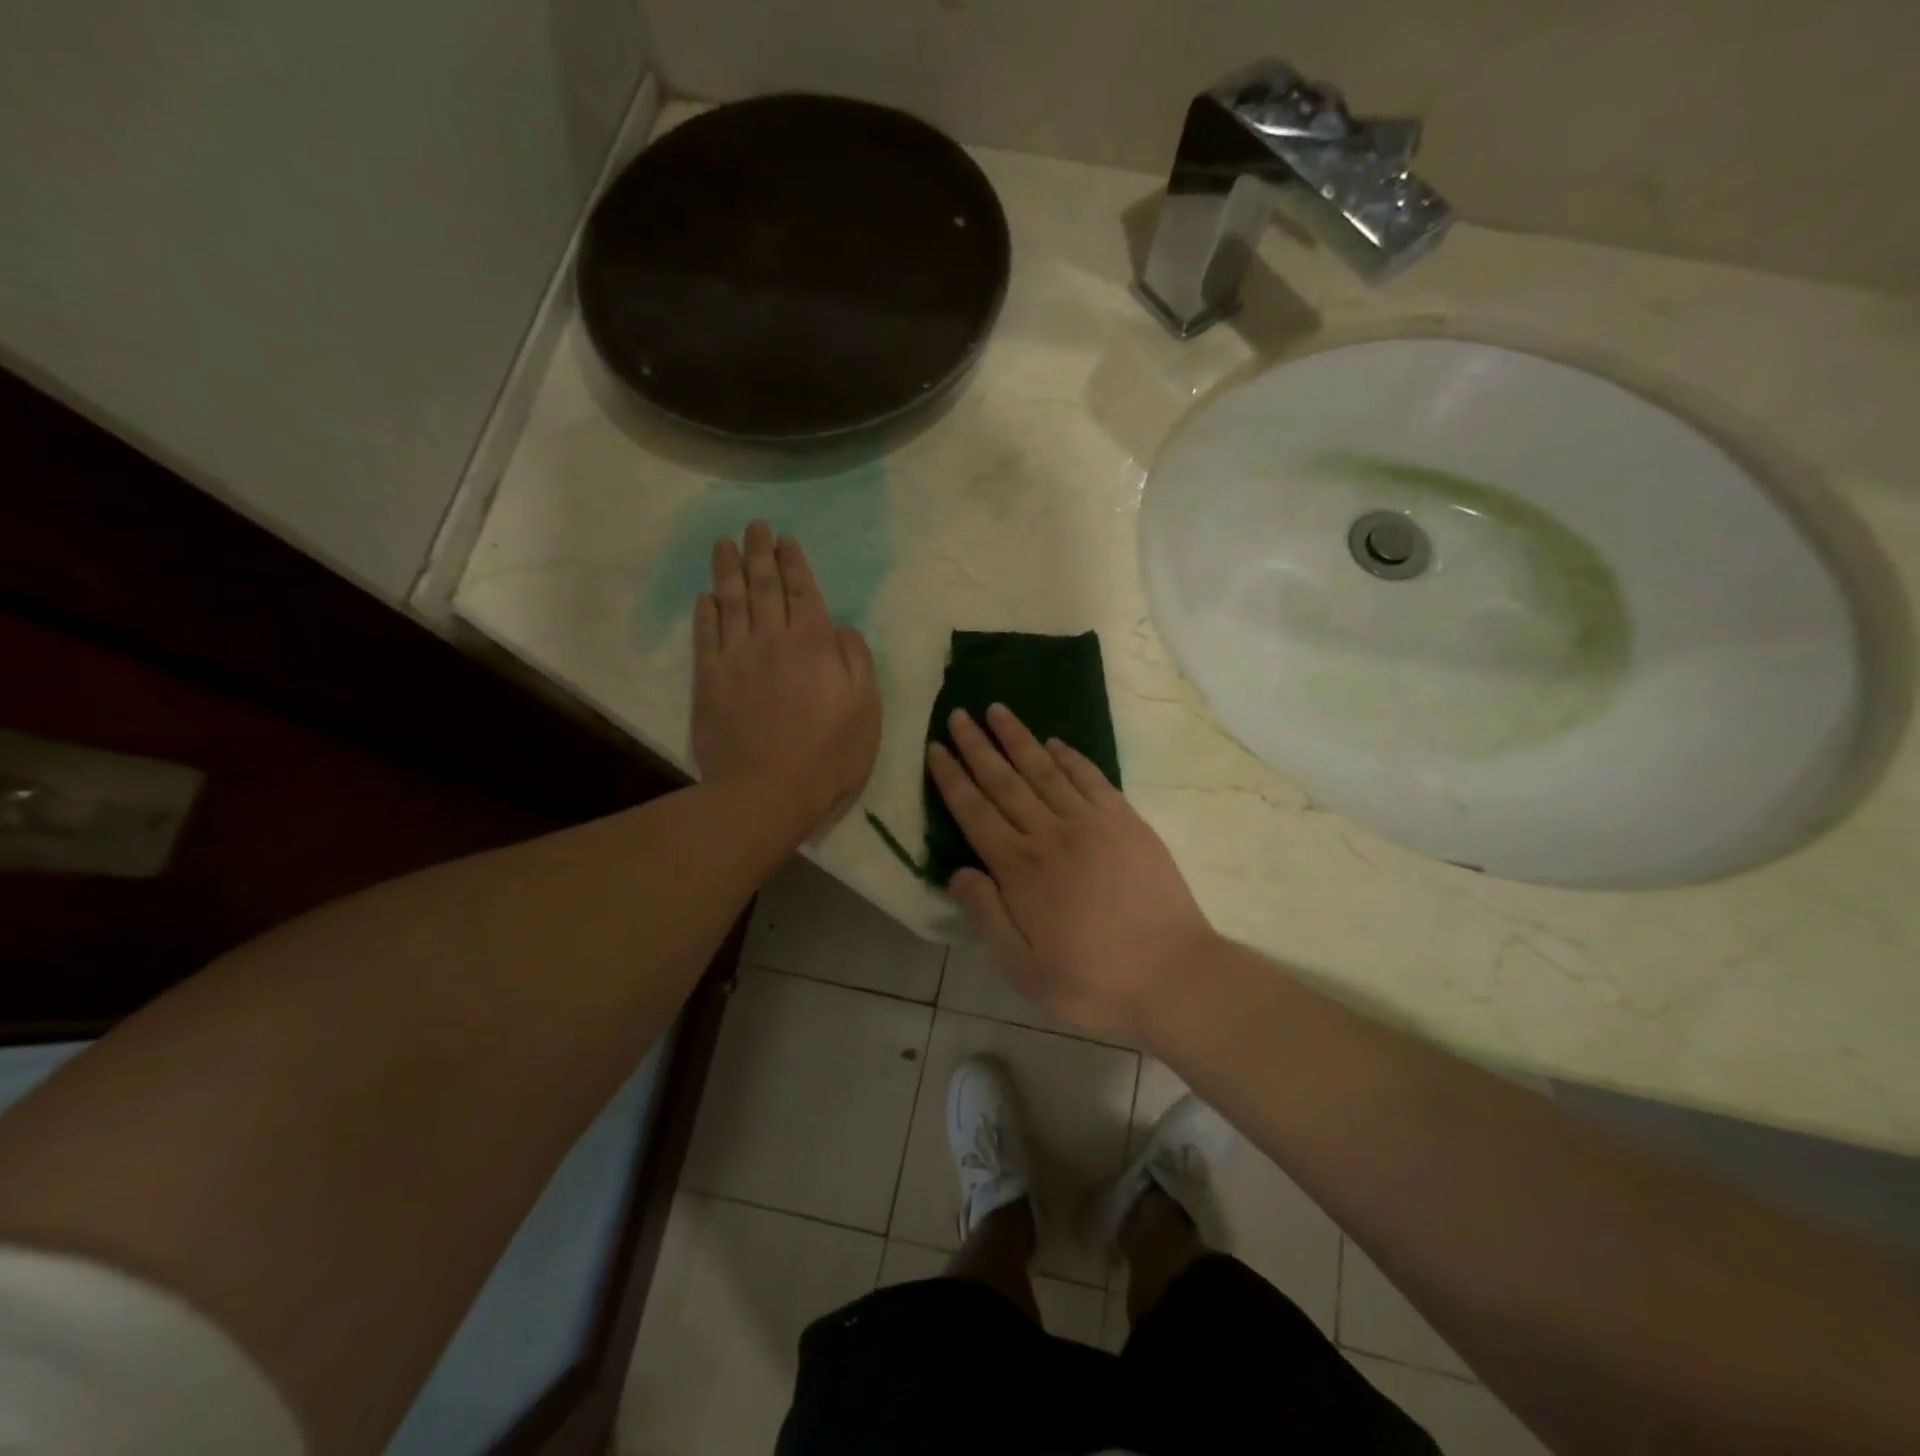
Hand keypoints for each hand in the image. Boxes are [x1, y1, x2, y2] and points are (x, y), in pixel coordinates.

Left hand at [692, 521, 880, 834]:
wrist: (767, 792)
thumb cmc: (829, 754)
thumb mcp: (867, 708)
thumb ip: (856, 660)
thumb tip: (839, 628)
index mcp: (814, 644)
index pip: (803, 591)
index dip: (794, 563)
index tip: (786, 539)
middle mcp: (772, 640)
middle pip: (764, 587)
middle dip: (760, 553)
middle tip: (754, 526)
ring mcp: (736, 658)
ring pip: (731, 602)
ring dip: (728, 570)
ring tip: (724, 544)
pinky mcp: (709, 681)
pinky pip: (706, 635)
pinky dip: (706, 612)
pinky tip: (706, 596)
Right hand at [926, 703, 1216, 1037]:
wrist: (1173, 974)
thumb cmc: (1092, 981)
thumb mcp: (1024, 969)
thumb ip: (987, 916)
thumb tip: (957, 872)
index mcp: (1020, 869)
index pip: (975, 812)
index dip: (953, 779)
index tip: (936, 747)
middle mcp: (1051, 834)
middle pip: (1005, 781)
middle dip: (978, 746)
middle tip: (960, 714)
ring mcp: (1092, 822)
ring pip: (1045, 770)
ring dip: (1019, 739)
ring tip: (998, 711)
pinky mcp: (1126, 821)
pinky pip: (1091, 778)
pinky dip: (1070, 757)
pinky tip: (1055, 742)